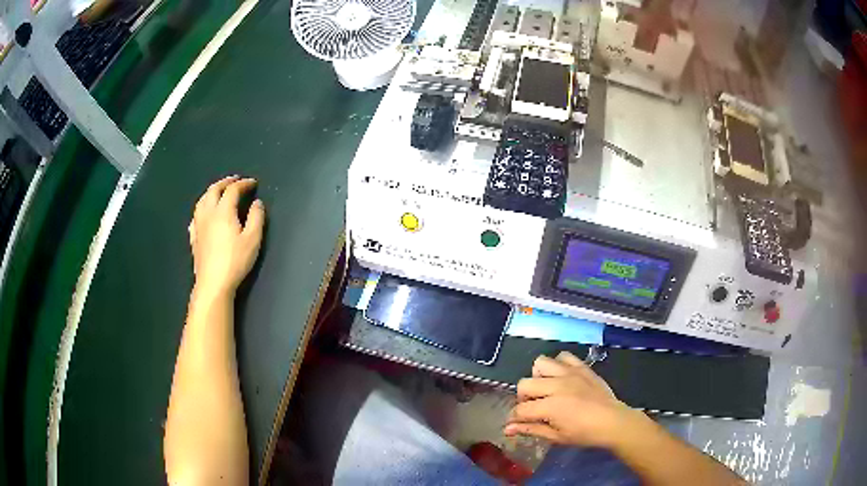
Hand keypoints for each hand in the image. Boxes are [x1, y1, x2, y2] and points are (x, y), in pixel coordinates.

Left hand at [189, 176, 264, 296]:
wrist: (213, 283)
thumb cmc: (235, 261)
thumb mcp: (253, 240)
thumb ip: (256, 218)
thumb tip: (257, 203)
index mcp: (223, 211)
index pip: (233, 190)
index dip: (243, 184)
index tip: (253, 183)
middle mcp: (208, 213)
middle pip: (214, 190)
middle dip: (225, 182)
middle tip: (235, 180)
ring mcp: (198, 225)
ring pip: (202, 200)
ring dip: (211, 192)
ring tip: (219, 192)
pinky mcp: (194, 237)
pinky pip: (195, 216)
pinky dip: (202, 208)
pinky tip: (203, 214)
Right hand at [504, 351, 649, 448]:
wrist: (613, 422)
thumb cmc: (585, 434)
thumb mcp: (556, 437)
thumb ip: (531, 429)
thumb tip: (507, 429)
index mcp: (550, 406)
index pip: (521, 409)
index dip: (515, 418)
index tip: (516, 424)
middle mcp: (557, 385)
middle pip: (525, 384)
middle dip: (524, 398)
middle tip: (534, 408)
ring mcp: (570, 373)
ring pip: (540, 363)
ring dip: (538, 377)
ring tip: (547, 390)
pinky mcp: (581, 367)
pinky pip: (563, 356)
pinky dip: (558, 365)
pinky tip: (562, 378)